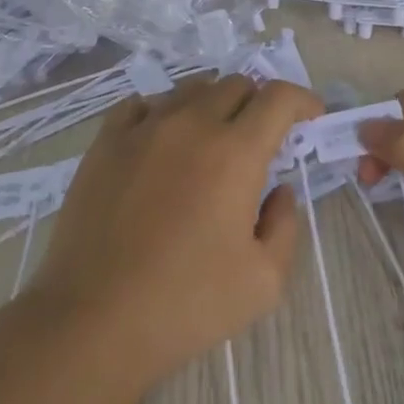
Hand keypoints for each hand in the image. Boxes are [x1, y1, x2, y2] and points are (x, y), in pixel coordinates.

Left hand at [31, 76, 321, 388]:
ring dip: (213, 105)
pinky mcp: (105, 142)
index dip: (302, 100)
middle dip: (259, 104)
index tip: (310, 116)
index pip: (278, 98)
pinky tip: (162, 140)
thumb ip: (285, 225)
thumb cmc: (186, 304)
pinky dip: (164, 112)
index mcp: (235, 153)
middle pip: (235, 86)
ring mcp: (143, 128)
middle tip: (261, 138)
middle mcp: (190, 125)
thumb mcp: (264, 281)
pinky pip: (142, 105)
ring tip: (212, 139)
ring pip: (189, 90)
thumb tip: (277, 191)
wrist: (94, 317)